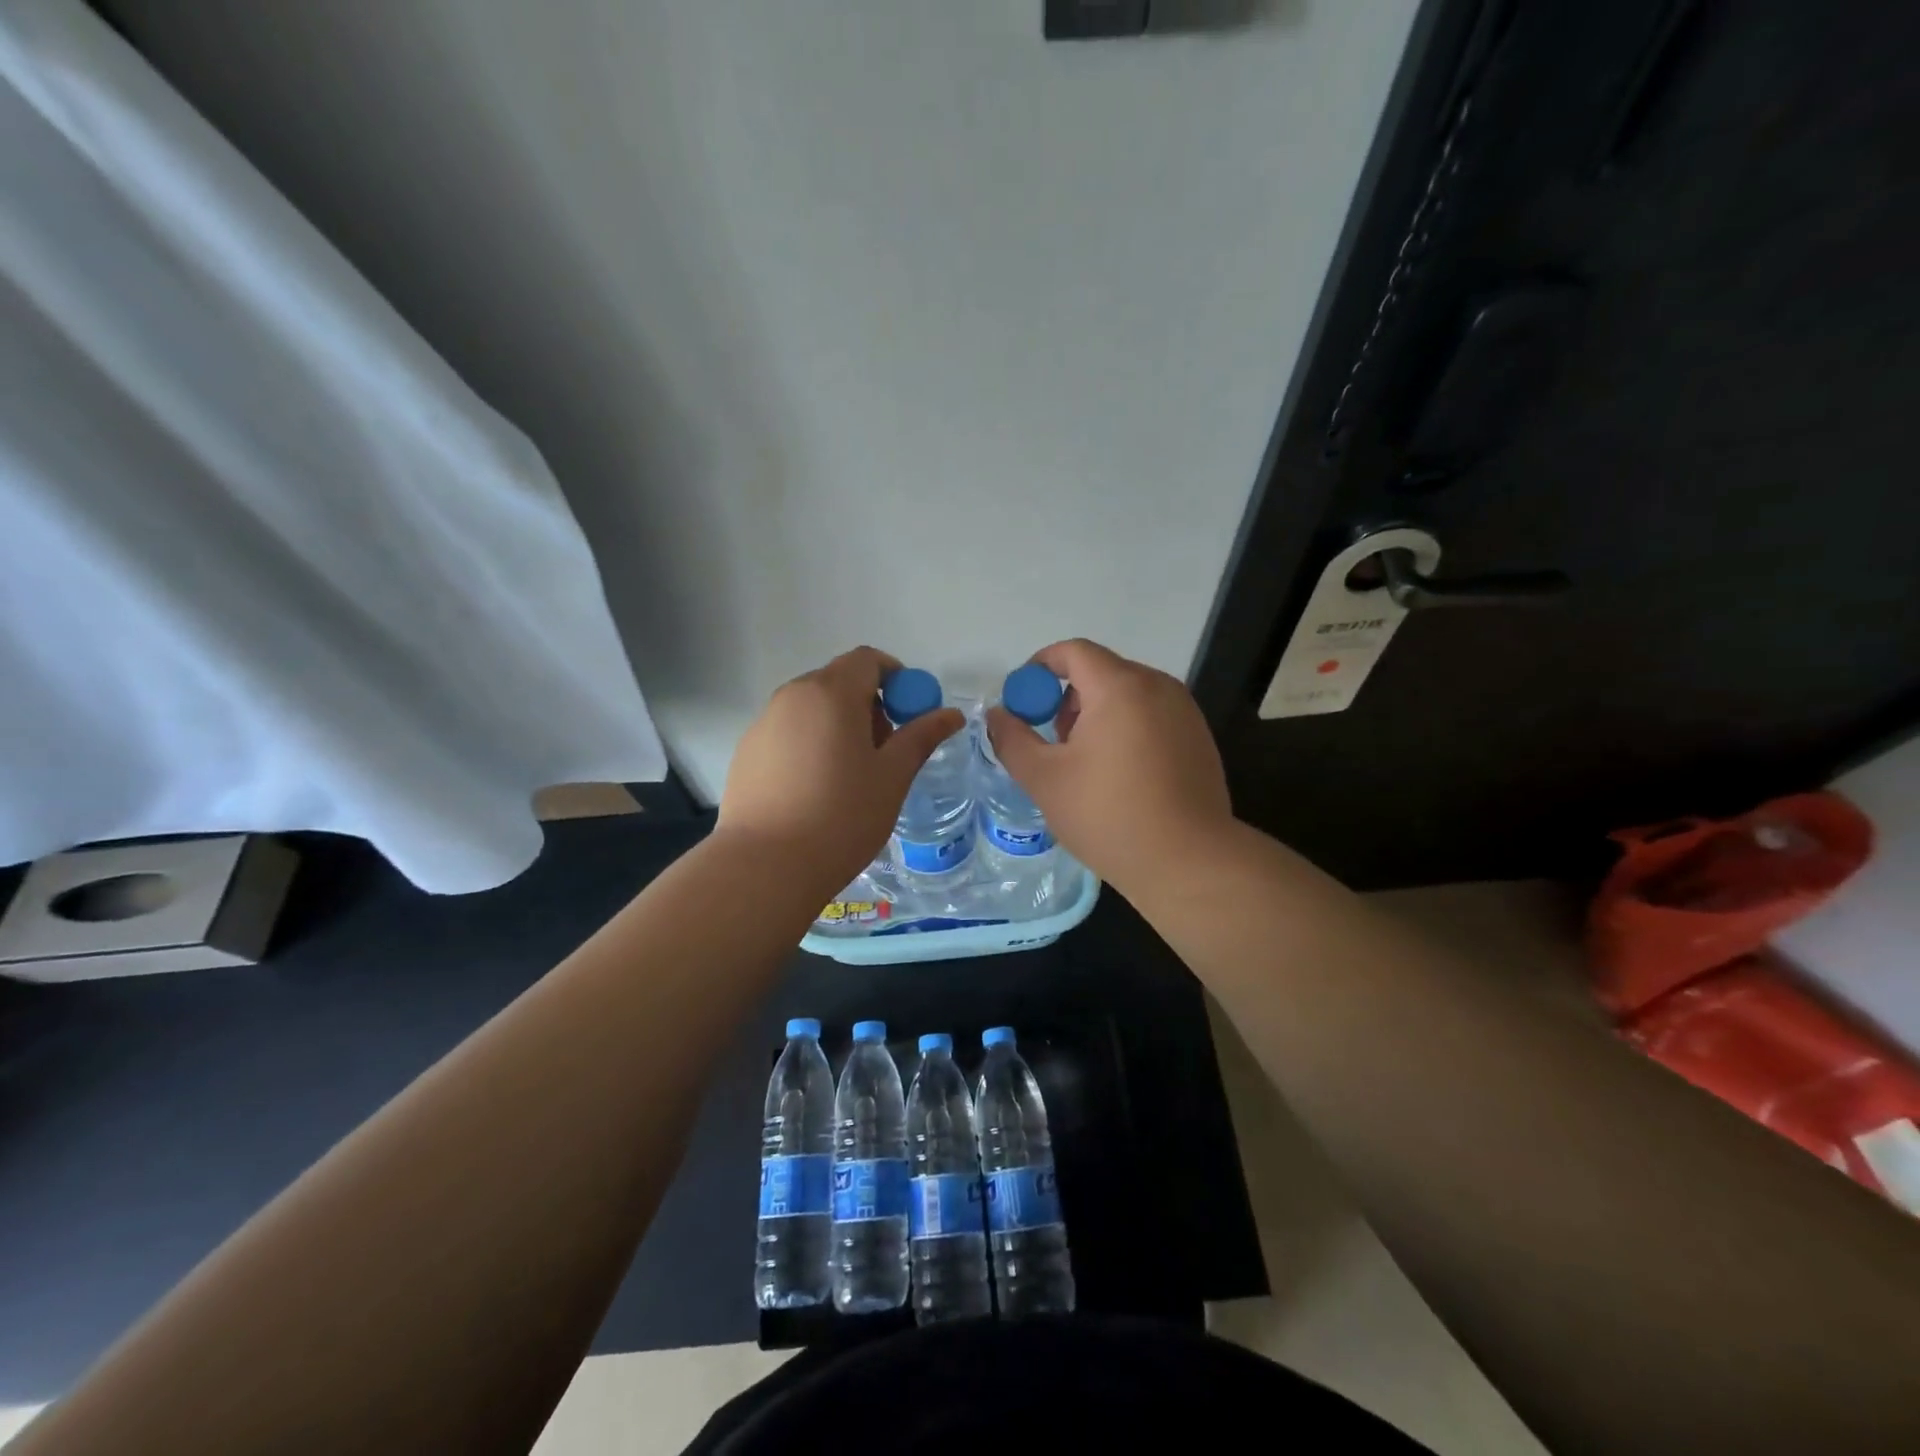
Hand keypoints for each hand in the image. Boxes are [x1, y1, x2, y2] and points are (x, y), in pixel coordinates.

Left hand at [718, 646, 964, 899]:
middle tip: (884, 752)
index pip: (868, 659)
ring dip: (838, 724)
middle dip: (868, 704)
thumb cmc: (841, 816)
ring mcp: (764, 723)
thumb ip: (921, 737)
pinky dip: (810, 744)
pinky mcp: (747, 751)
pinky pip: (788, 732)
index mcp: (831, 692)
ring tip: (849, 776)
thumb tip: (952, 714)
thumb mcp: (892, 776)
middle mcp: (792, 696)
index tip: (908, 715)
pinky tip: (814, 790)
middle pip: (838, 681)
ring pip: (812, 708)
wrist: (765, 866)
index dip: (896, 679)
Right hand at [985, 639, 1232, 899]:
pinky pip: (1151, 715)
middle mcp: (1158, 687)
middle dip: (1067, 698)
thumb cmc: (1109, 816)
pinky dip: (1126, 728)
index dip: (1040, 667)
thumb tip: (998, 715)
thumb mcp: (1045, 779)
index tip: (1023, 700)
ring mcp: (1184, 712)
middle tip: (1053, 741)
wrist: (1188, 862)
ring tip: (1084, 763)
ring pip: (1128, 694)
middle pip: (1101, 671)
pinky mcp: (1199, 738)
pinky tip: (1120, 775)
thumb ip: (1013, 739)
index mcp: (1120, 687)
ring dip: (1097, 714)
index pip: (1073, 652)